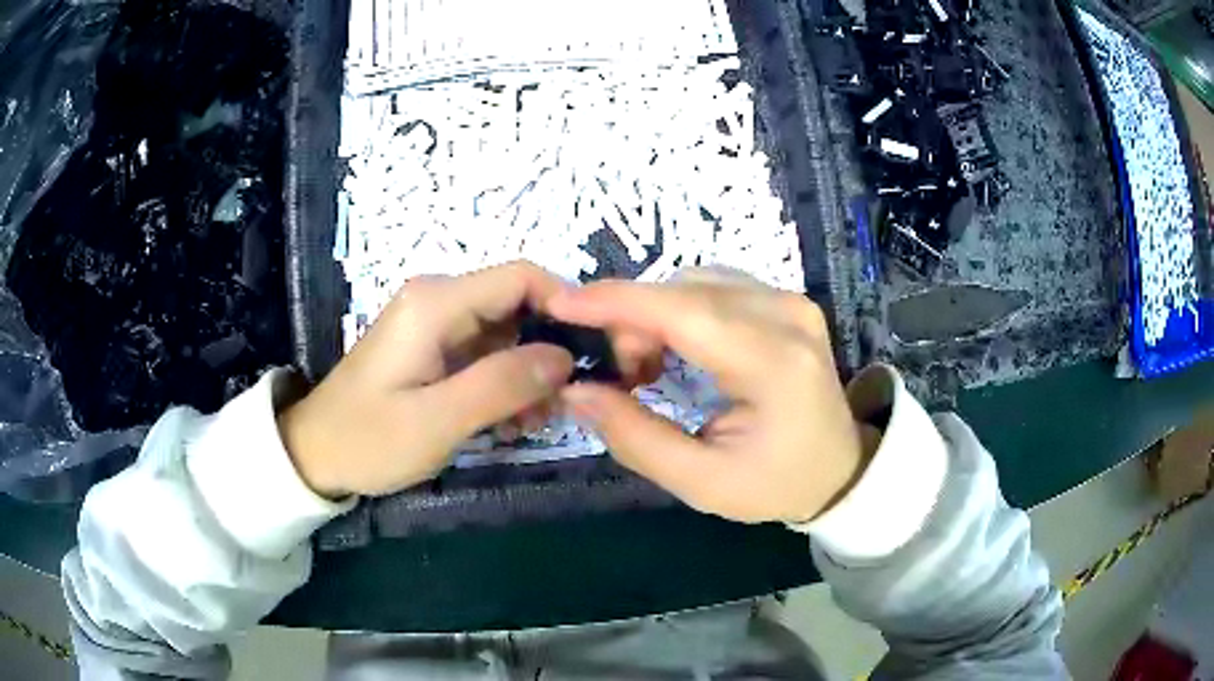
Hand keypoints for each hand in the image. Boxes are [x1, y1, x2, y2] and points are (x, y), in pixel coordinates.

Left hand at [278, 262, 575, 497]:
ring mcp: (437, 325)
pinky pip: (488, 354)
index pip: (521, 277)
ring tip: (536, 422)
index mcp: (437, 303)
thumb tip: (565, 356)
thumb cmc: (368, 438)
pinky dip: (507, 382)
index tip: (594, 354)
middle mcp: (440, 300)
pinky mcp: (435, 349)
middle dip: (550, 350)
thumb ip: (501, 384)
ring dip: (530, 374)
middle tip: (564, 404)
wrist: (315, 454)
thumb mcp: (436, 420)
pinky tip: (510, 421)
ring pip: (508, 333)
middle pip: (519, 304)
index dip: (566, 305)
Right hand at [549, 271, 869, 524]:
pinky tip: (675, 349)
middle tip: (622, 376)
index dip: (617, 302)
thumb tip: (576, 390)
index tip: (560, 304)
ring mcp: (790, 301)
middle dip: (632, 321)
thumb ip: (636, 437)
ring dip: (654, 315)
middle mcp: (787, 316)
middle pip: (684, 291)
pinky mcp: (785, 300)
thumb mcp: (702, 482)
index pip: (684, 313)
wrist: (840, 468)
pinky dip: (678, 310)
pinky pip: (713, 286)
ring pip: (694, 282)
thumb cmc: (775, 484)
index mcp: (775, 365)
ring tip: (648, 368)